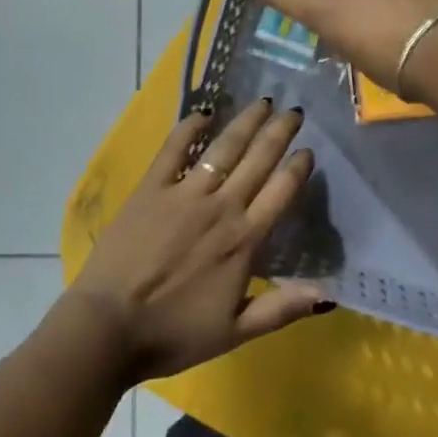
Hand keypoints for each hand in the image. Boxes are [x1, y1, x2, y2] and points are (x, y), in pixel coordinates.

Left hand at [67, 100, 329, 382]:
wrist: (109, 327)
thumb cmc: (173, 334)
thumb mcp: (235, 332)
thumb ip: (281, 309)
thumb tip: (328, 296)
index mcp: (244, 240)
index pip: (280, 192)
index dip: (298, 168)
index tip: (308, 150)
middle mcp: (221, 207)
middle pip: (258, 160)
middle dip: (279, 132)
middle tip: (294, 111)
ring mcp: (184, 194)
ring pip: (223, 148)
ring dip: (245, 123)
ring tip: (262, 102)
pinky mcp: (151, 189)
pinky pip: (173, 150)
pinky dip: (190, 127)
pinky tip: (204, 112)